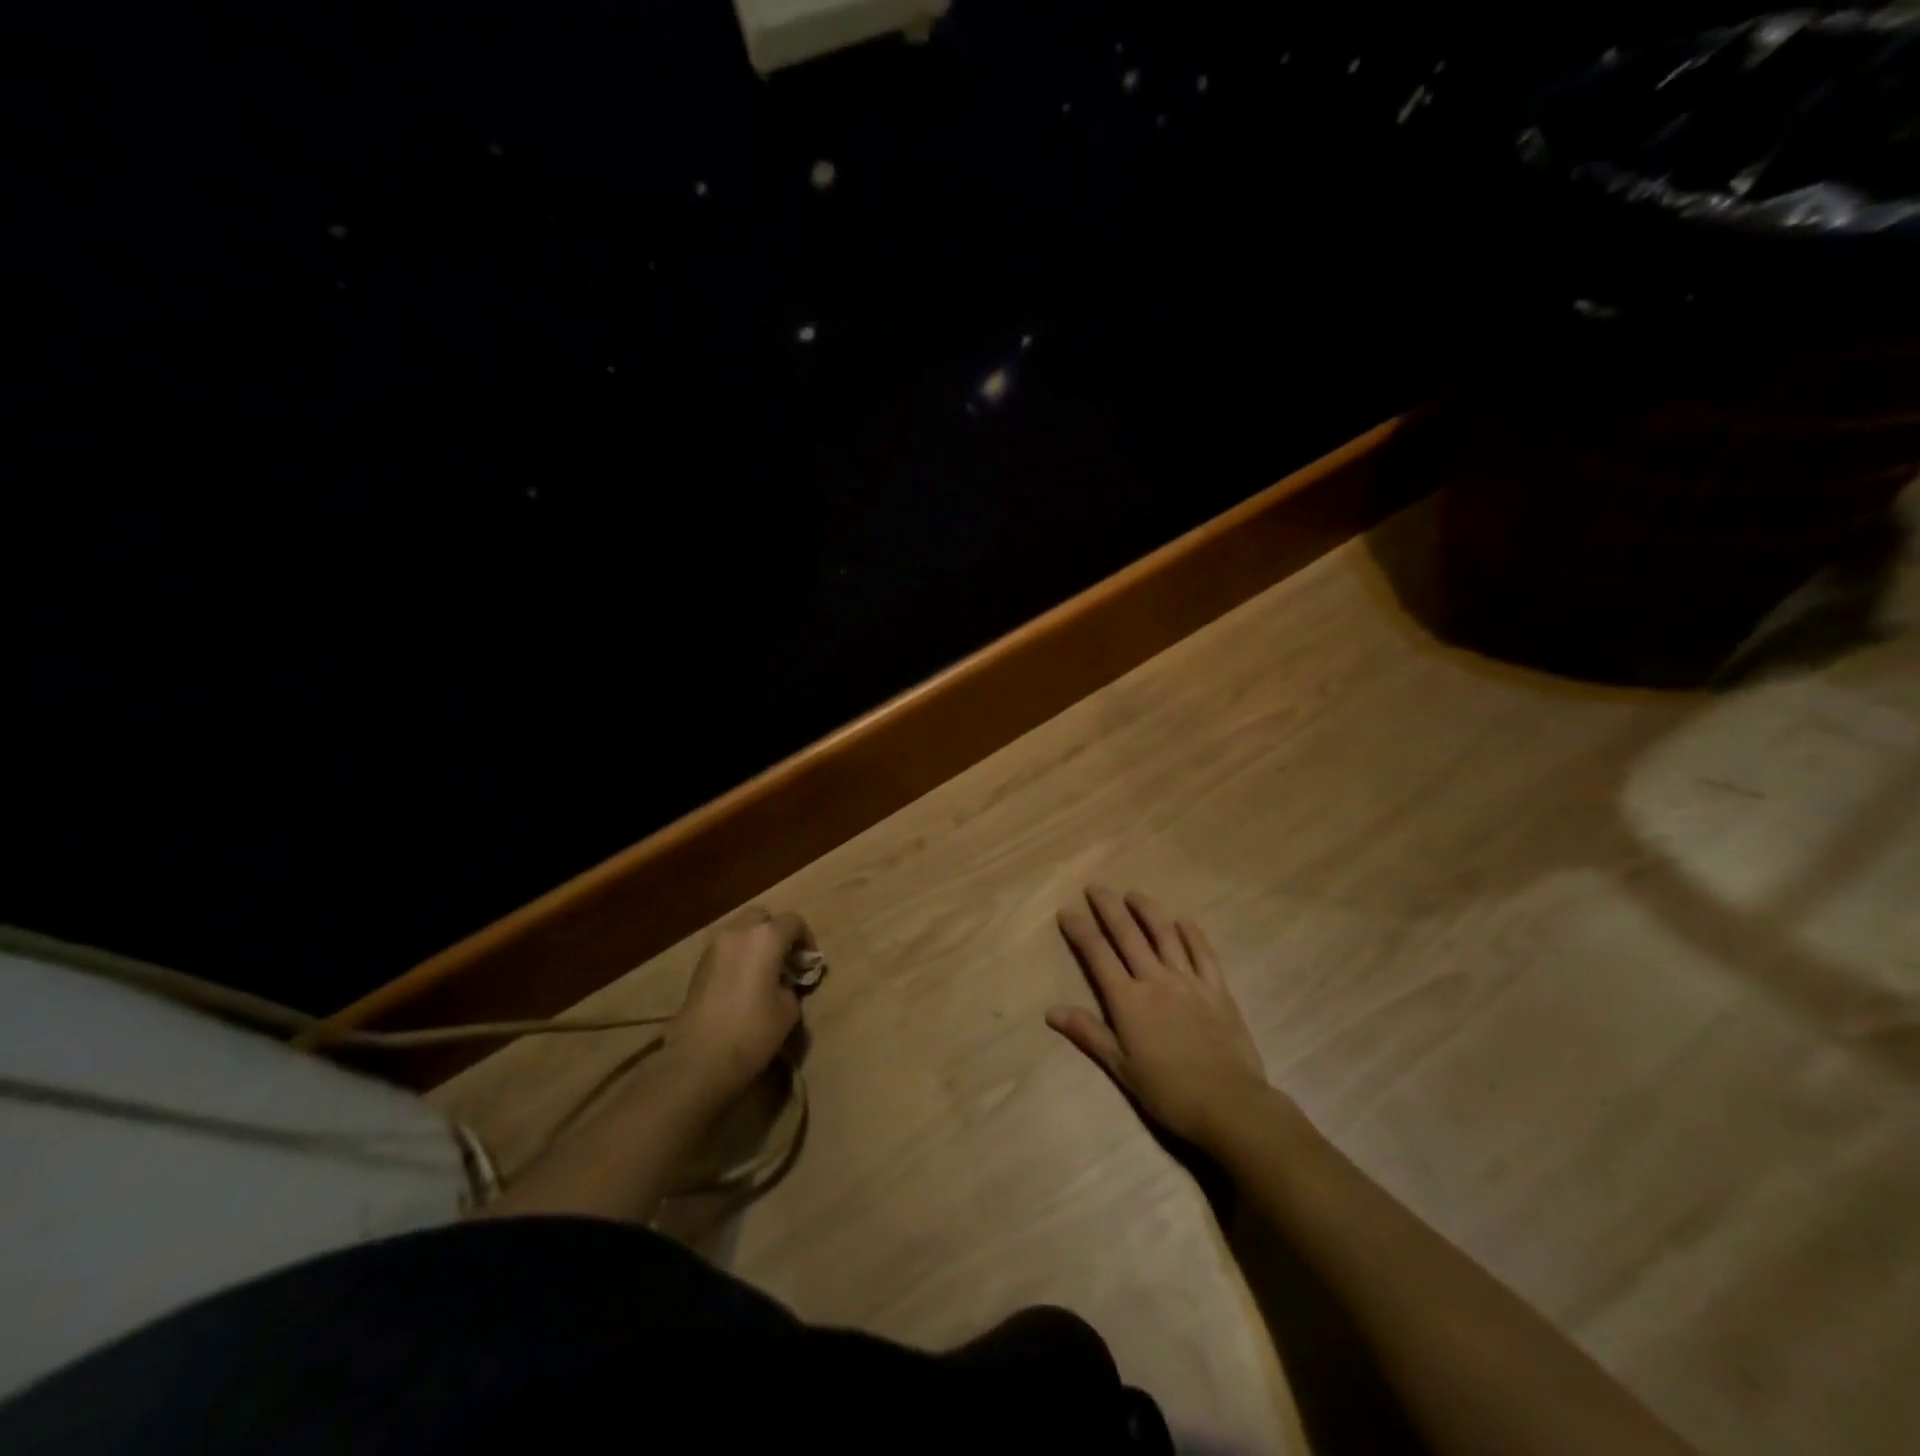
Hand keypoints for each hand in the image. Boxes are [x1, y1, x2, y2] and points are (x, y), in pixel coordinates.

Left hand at [663, 905, 812, 1102]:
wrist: (699, 1059)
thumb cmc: (753, 1030)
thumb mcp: (789, 1009)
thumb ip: (791, 986)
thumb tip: (783, 984)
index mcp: (766, 937)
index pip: (794, 922)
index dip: (806, 939)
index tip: (809, 963)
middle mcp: (738, 932)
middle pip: (762, 917)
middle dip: (776, 932)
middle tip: (785, 960)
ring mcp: (714, 947)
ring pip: (740, 930)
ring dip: (754, 943)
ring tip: (762, 972)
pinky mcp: (698, 966)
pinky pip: (725, 949)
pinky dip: (737, 956)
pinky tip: (742, 983)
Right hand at [1049, 887, 1275, 1152]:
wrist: (1228, 1104)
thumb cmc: (1168, 1092)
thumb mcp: (1121, 1068)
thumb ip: (1088, 1033)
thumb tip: (1051, 1011)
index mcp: (1128, 1000)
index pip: (1098, 955)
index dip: (1080, 931)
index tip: (1067, 911)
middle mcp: (1156, 980)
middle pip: (1128, 935)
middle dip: (1109, 908)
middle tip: (1096, 887)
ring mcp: (1189, 981)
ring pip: (1165, 935)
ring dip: (1147, 910)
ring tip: (1134, 894)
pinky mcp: (1217, 989)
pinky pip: (1203, 952)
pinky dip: (1191, 933)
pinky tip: (1183, 920)